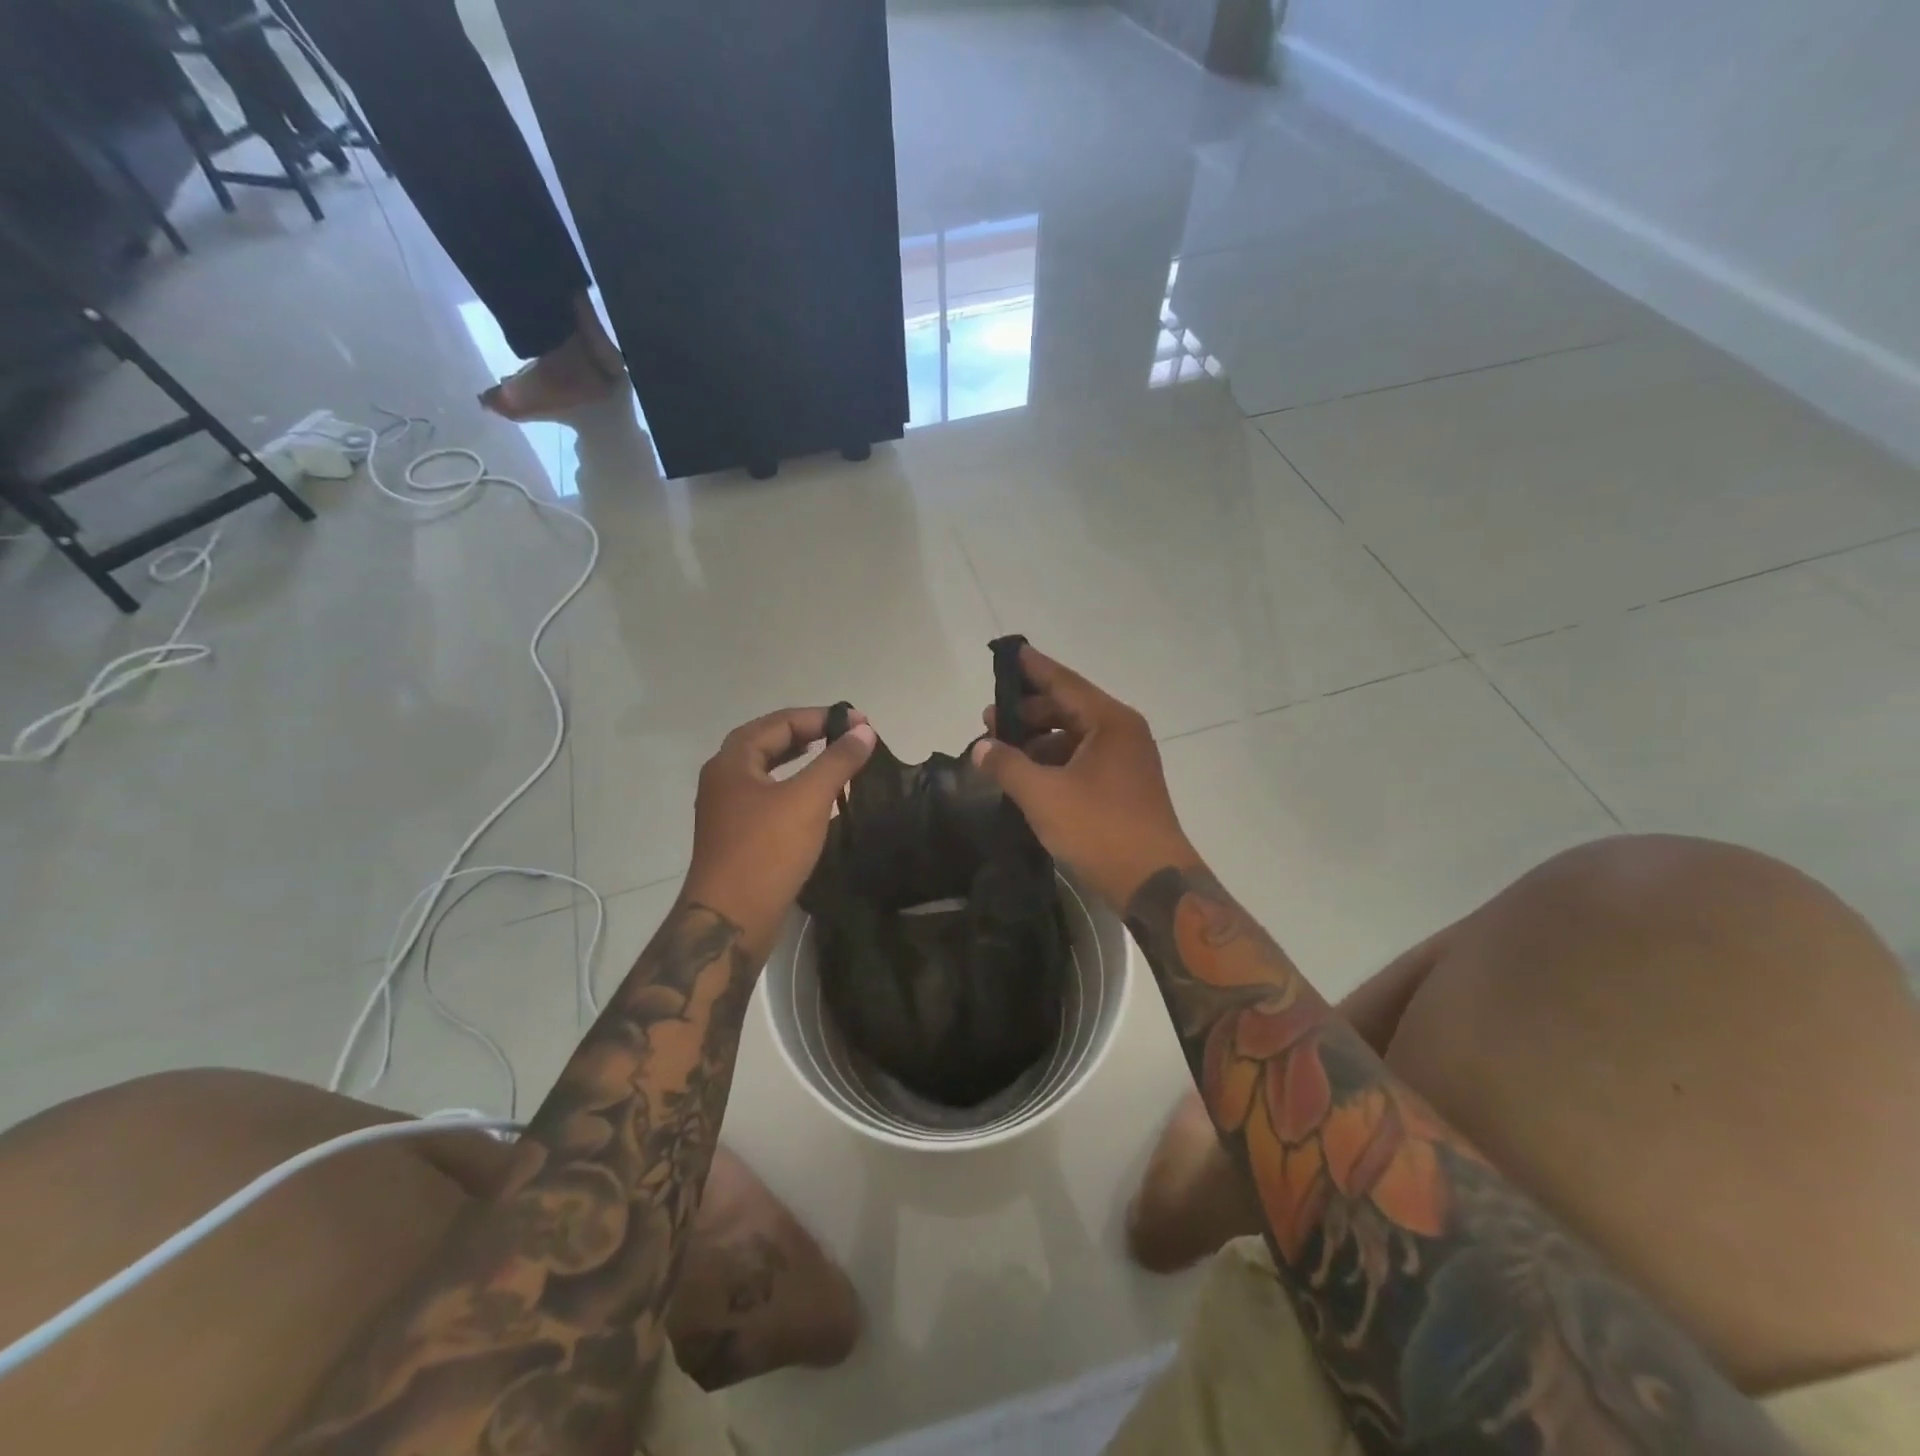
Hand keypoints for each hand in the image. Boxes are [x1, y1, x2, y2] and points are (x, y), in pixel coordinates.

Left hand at [682, 706, 876, 945]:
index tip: (860, 722)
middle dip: (809, 734)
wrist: (730, 919)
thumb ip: (837, 761)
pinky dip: (794, 787)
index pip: (780, 722)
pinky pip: (768, 797)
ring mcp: (727, 810)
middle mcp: (723, 779)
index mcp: (732, 761)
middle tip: (848, 736)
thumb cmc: (767, 851)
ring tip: (835, 759)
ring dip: (801, 760)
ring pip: (767, 771)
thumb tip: (863, 731)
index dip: (821, 717)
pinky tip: (816, 800)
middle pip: (768, 742)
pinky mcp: (737, 836)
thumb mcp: (807, 799)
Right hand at [972, 647, 1197, 907]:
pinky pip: (1082, 760)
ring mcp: (1126, 760)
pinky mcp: (1123, 786)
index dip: (1032, 668)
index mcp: (1110, 722)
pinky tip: (1027, 776)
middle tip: (988, 720)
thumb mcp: (1043, 796)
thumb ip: (1007, 765)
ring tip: (1001, 752)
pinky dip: (1054, 762)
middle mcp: (1122, 732)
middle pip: (1067, 707)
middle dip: (1027, 712)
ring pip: (1073, 736)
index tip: (1007, 653)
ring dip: (1038, 740)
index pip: (1063, 682)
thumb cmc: (1100, 829)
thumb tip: (980, 747)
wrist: (1153, 883)